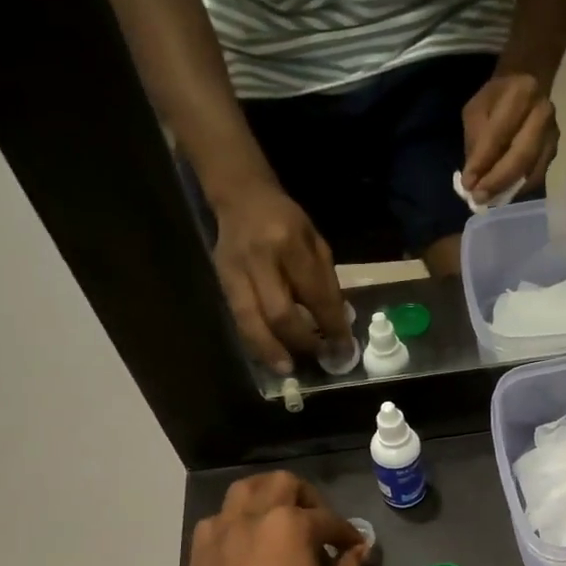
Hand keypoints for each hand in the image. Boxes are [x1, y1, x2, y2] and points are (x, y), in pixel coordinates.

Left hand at [186, 472, 365, 565]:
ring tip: (277, 515)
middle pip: (283, 484)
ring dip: (266, 496)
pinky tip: (246, 542)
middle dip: (306, 496)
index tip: (353, 545)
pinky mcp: (200, 549)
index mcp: (292, 524)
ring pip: (244, 490)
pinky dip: (237, 522)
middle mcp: (255, 515)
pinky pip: (220, 519)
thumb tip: (360, 550)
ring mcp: (222, 529)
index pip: (328, 519)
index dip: (346, 533)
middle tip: (316, 520)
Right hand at [212, 185, 351, 374]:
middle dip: (302, 342)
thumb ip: (326, 282)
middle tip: (319, 358)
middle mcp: (261, 258)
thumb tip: (338, 326)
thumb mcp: (316, 242)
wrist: (241, 196)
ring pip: (252, 321)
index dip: (332, 327)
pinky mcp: (221, 281)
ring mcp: (235, 271)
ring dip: (271, 350)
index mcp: (291, 243)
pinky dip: (254, 341)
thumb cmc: (286, 221)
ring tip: (287, 368)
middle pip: (280, 313)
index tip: (344, 350)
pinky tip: (268, 355)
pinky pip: (238, 319)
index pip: (315, 295)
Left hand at [461, 72, 558, 202]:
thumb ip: (475, 142)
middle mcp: (543, 114)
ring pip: (532, 171)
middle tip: (479, 198)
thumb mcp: (477, 110)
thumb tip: (472, 180)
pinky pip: (536, 177)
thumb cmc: (496, 99)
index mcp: (522, 93)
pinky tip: (502, 195)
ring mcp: (552, 135)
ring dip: (508, 189)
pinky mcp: (553, 152)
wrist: (527, 86)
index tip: (467, 183)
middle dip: (498, 180)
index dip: (483, 161)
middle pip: (521, 155)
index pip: (499, 133)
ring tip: (488, 200)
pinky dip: (518, 190)